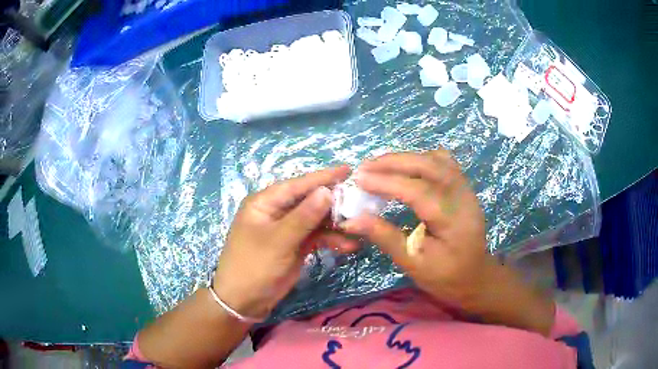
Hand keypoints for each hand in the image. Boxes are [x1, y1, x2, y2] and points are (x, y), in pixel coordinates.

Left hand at [213, 166, 357, 319]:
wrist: (244, 301)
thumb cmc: (254, 266)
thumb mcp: (278, 241)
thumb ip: (303, 217)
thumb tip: (327, 190)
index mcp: (265, 203)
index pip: (297, 185)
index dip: (322, 177)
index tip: (348, 170)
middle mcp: (277, 212)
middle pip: (309, 200)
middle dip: (333, 202)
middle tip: (360, 202)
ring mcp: (287, 229)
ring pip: (316, 220)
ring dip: (336, 224)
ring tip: (359, 228)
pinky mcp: (296, 245)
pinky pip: (317, 237)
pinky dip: (331, 240)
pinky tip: (349, 245)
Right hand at [339, 150, 495, 307]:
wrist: (475, 277)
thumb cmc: (444, 276)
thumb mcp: (413, 264)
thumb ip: (385, 237)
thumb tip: (352, 220)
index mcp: (452, 220)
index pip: (417, 190)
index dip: (386, 182)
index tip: (358, 179)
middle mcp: (463, 197)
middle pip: (428, 165)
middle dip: (393, 162)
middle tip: (364, 167)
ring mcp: (466, 188)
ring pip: (436, 159)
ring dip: (406, 158)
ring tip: (380, 166)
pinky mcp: (464, 187)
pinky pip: (444, 162)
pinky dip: (422, 159)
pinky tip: (407, 169)